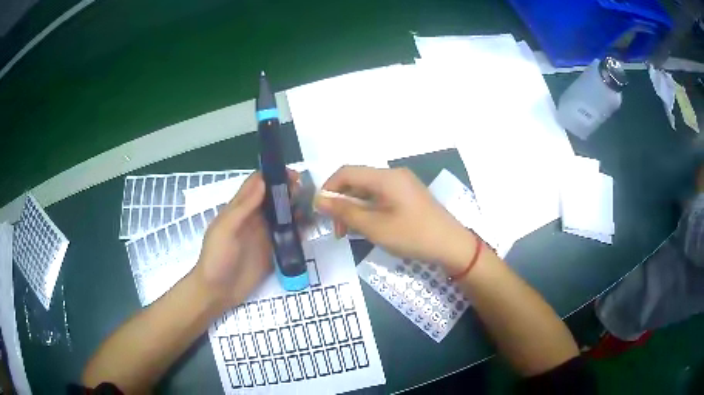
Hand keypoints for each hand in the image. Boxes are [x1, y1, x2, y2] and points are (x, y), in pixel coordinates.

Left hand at [193, 171, 298, 310]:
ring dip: (297, 208)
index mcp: (240, 209)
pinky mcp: (273, 251)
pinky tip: (310, 229)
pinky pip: (288, 236)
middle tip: (307, 192)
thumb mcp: (225, 230)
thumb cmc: (217, 258)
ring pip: (283, 215)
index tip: (294, 175)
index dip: (274, 176)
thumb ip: (243, 207)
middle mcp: (254, 218)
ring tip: (313, 208)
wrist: (218, 292)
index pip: (257, 184)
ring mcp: (265, 235)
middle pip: (274, 197)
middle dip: (290, 191)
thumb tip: (263, 182)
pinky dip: (299, 230)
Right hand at [315, 166, 476, 272]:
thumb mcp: (375, 227)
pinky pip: (381, 197)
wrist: (452, 246)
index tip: (322, 212)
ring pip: (368, 190)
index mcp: (385, 176)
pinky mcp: (409, 196)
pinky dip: (369, 210)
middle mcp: (393, 175)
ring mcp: (403, 185)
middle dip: (342, 202)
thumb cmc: (412, 235)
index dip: (329, 189)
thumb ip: (345, 212)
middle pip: (357, 181)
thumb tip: (319, 200)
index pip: (346, 172)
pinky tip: (368, 227)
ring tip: (351, 232)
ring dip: (355, 208)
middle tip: (339, 230)